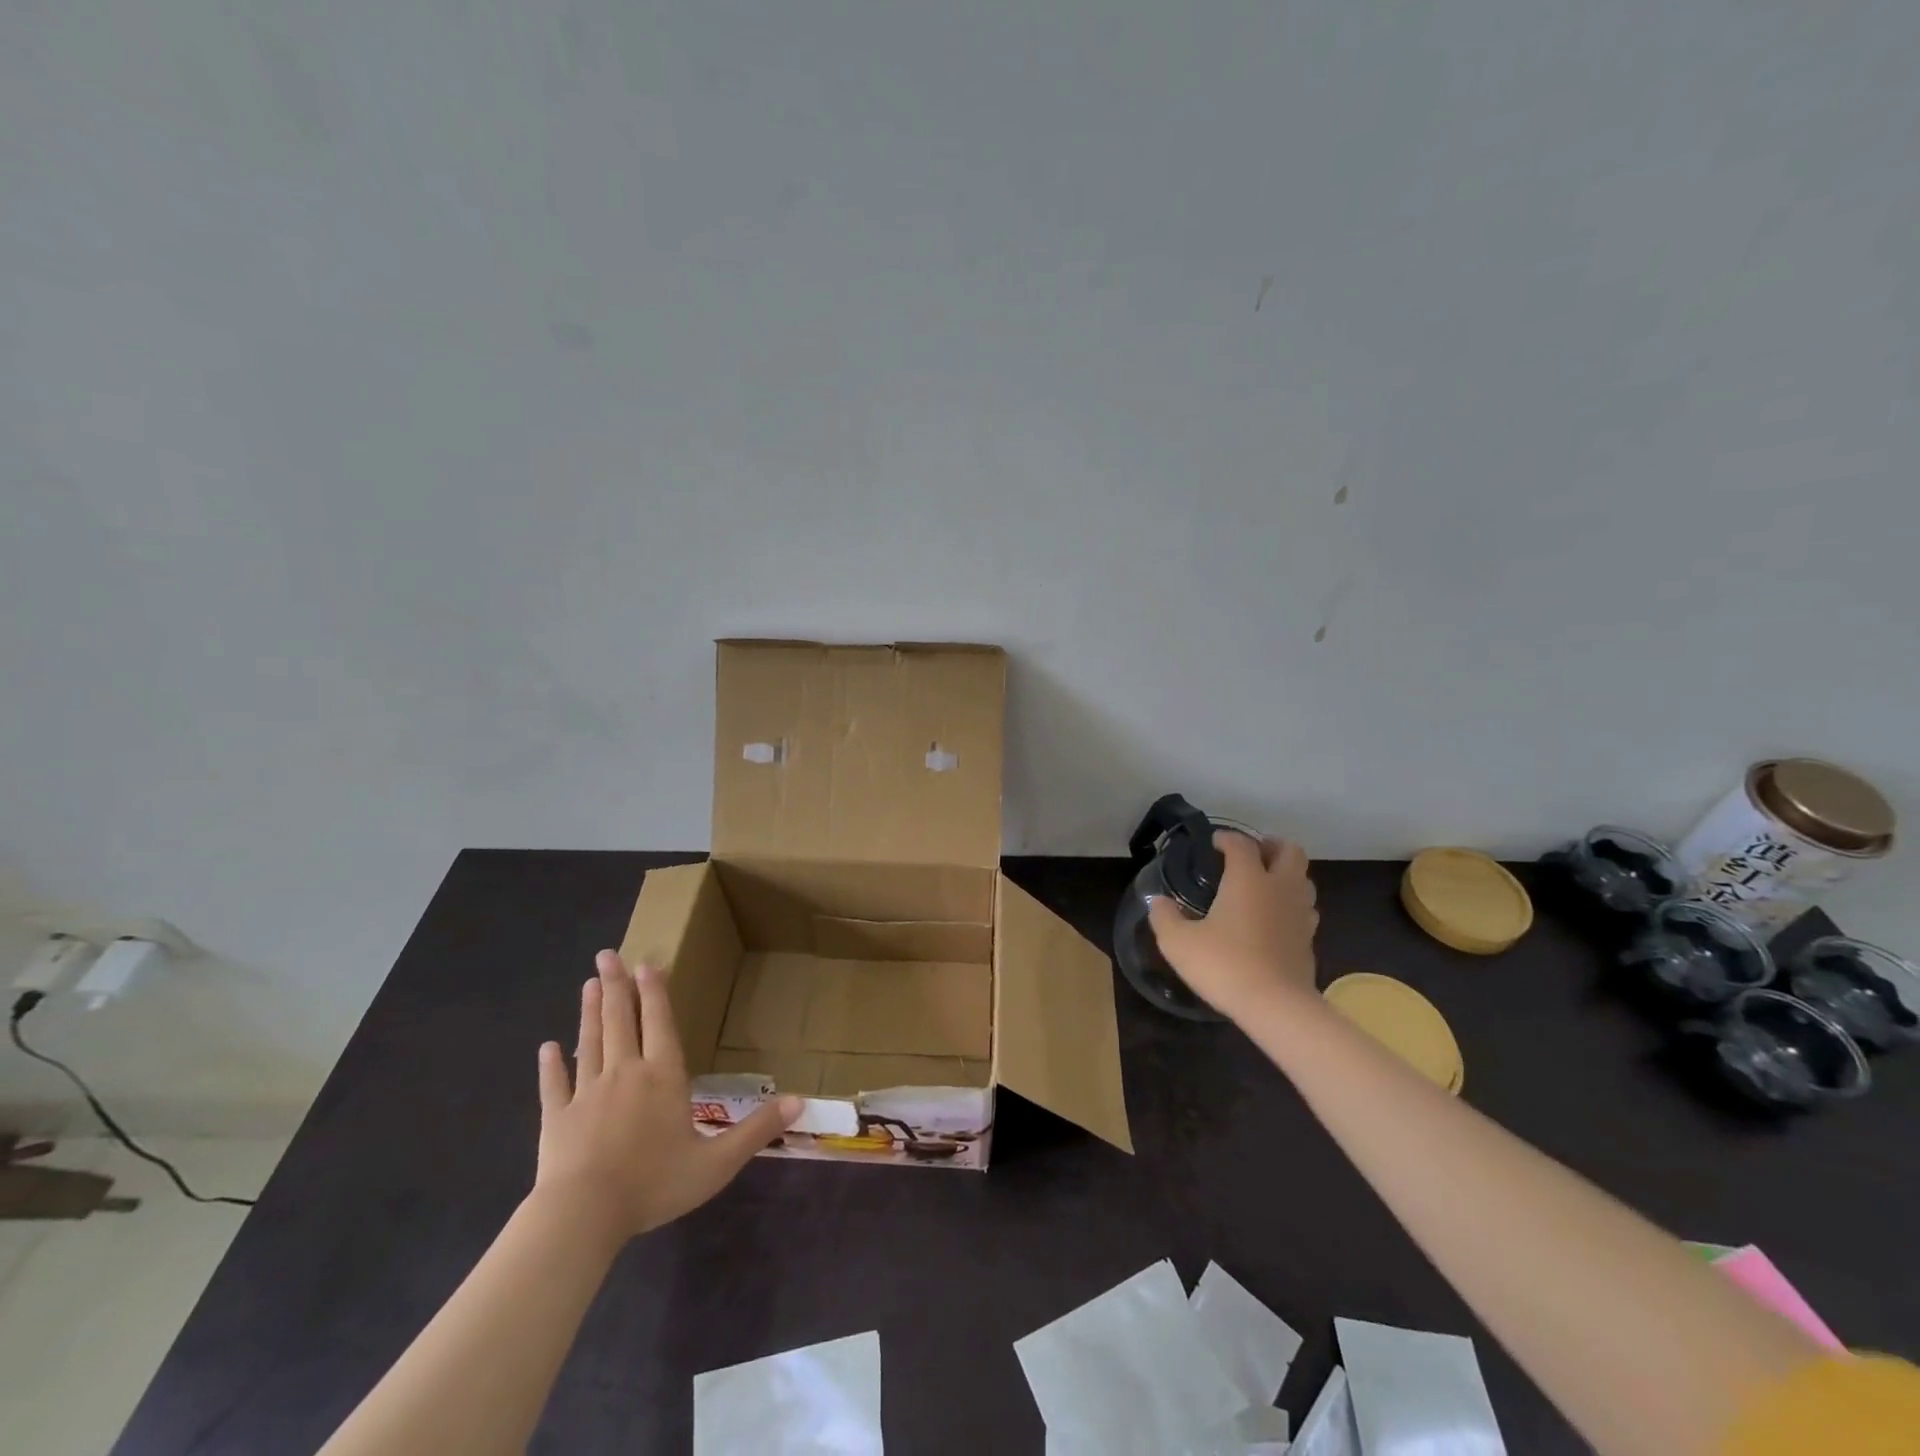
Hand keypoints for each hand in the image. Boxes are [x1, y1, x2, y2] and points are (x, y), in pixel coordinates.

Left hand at [533, 950, 800, 1245]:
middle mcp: (625, 1073)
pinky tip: (546, 1048)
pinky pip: (554, 1085)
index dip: (655, 993)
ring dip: (590, 1012)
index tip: (646, 964)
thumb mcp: (717, 1162)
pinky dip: (550, 1066)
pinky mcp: (555, 1118)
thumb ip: (757, 1130)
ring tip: (589, 984)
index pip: (660, 1024)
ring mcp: (586, 1093)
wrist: (583, 1215)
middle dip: (617, 986)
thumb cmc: (654, 1183)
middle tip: (606, 954)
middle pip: (621, 1021)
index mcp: (663, 1077)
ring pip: (590, 1043)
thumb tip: (801, 1101)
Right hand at [1148, 831, 1318, 1019]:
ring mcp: (1299, 914)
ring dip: (1286, 875)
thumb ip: (1164, 917)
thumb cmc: (1224, 965)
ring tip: (1264, 884)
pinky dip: (1291, 905)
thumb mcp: (1178, 942)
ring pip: (1303, 880)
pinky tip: (1274, 919)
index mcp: (1248, 879)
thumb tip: (1157, 901)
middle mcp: (1279, 888)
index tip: (1213, 843)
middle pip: (1290, 851)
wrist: (1275, 1006)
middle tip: (1253, 853)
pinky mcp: (1309, 941)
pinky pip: (1304, 910)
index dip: (1227, 838)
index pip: (1242, 844)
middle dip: (1272, 846)